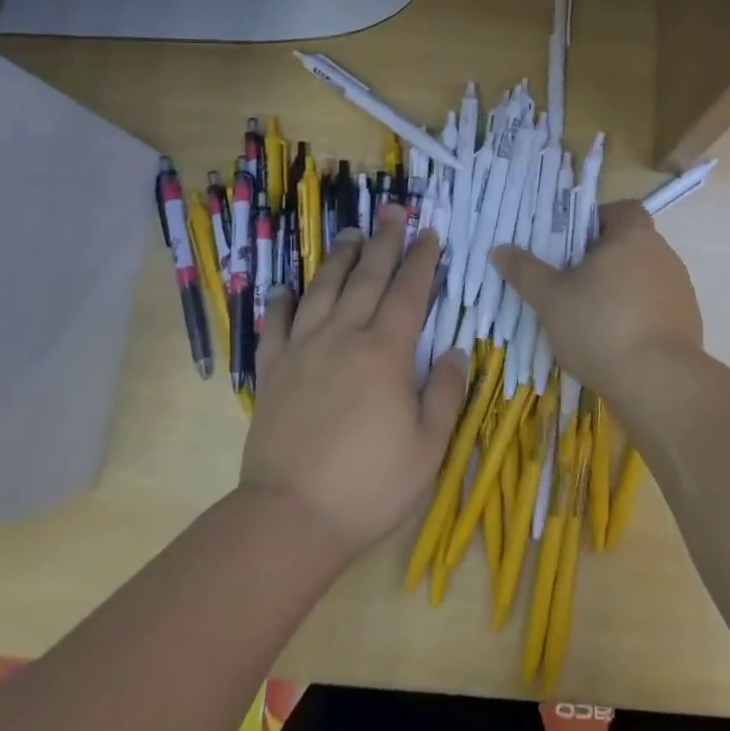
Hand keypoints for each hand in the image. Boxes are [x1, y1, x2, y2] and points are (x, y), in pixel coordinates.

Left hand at [240, 205, 469, 558]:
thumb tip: (457, 352)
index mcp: (385, 353)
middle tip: (393, 211)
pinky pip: (276, 325)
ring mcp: (303, 351)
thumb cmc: (368, 486)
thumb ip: (446, 394)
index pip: (409, 293)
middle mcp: (343, 338)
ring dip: (339, 258)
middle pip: (367, 278)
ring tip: (350, 234)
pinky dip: (282, 301)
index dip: (422, 261)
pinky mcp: (272, 372)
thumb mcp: (428, 448)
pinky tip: (288, 287)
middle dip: (384, 242)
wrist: (290, 518)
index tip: (429, 234)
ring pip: (322, 290)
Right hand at [491, 199, 703, 405]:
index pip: (623, 209)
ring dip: (620, 289)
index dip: (597, 220)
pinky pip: (656, 308)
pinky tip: (615, 343)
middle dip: (602, 259)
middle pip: (631, 243)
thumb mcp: (551, 299)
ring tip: (590, 316)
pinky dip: (637, 316)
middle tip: (571, 281)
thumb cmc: (600, 327)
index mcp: (634, 236)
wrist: (659, 384)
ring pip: (644, 277)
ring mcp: (681, 290)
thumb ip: (525, 271)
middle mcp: (663, 255)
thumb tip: (499, 249)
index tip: (572, 244)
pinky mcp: (688, 323)